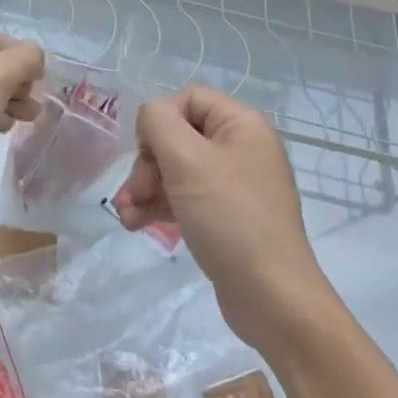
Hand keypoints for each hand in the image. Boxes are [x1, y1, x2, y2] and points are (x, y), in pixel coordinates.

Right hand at [112, 87, 335, 352]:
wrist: (272, 298)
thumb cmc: (229, 217)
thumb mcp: (185, 158)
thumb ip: (157, 121)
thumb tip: (150, 120)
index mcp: (242, 125)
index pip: (187, 99)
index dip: (159, 119)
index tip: (147, 151)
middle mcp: (242, 149)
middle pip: (178, 136)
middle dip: (147, 163)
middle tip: (135, 190)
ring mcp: (236, 185)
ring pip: (176, 170)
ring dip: (146, 187)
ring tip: (125, 214)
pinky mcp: (228, 217)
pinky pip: (186, 197)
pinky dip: (160, 207)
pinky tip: (136, 224)